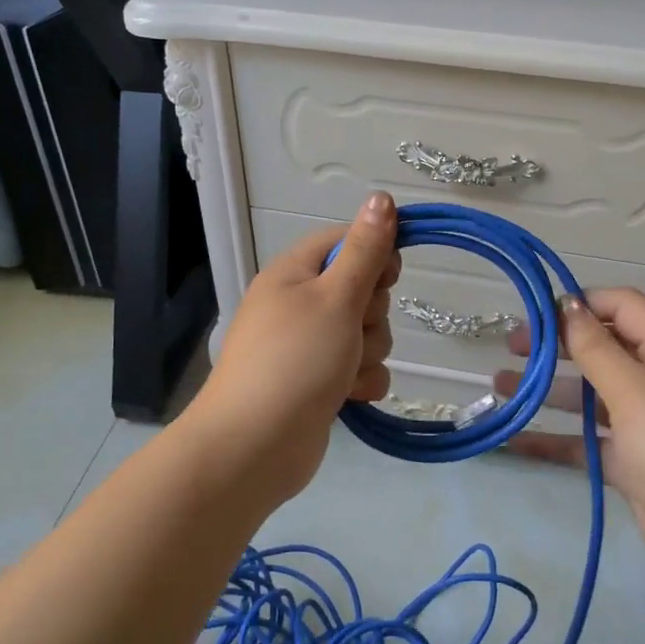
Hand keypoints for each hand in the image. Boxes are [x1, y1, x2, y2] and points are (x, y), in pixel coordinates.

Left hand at [187, 192, 399, 505]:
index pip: (346, 242)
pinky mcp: (319, 382)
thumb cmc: (295, 360)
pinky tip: (347, 397)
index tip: (388, 275)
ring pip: (367, 333)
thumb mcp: (336, 297)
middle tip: (351, 329)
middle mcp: (300, 304)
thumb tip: (382, 197)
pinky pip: (360, 369)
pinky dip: (360, 382)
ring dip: (367, 353)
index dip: (374, 254)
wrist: (256, 446)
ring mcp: (309, 346)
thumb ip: (365, 250)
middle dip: (370, 314)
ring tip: (343, 371)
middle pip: (362, 290)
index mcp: (294, 273)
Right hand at [496, 289, 644, 596]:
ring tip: (499, 386)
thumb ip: (597, 349)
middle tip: (511, 347)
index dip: (584, 303)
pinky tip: (514, 439)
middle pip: (603, 348)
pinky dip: (555, 438)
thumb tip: (569, 304)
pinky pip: (588, 440)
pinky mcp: (633, 462)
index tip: (539, 313)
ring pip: (590, 395)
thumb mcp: (635, 393)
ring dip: (548, 389)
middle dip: (557, 345)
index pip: (625, 307)